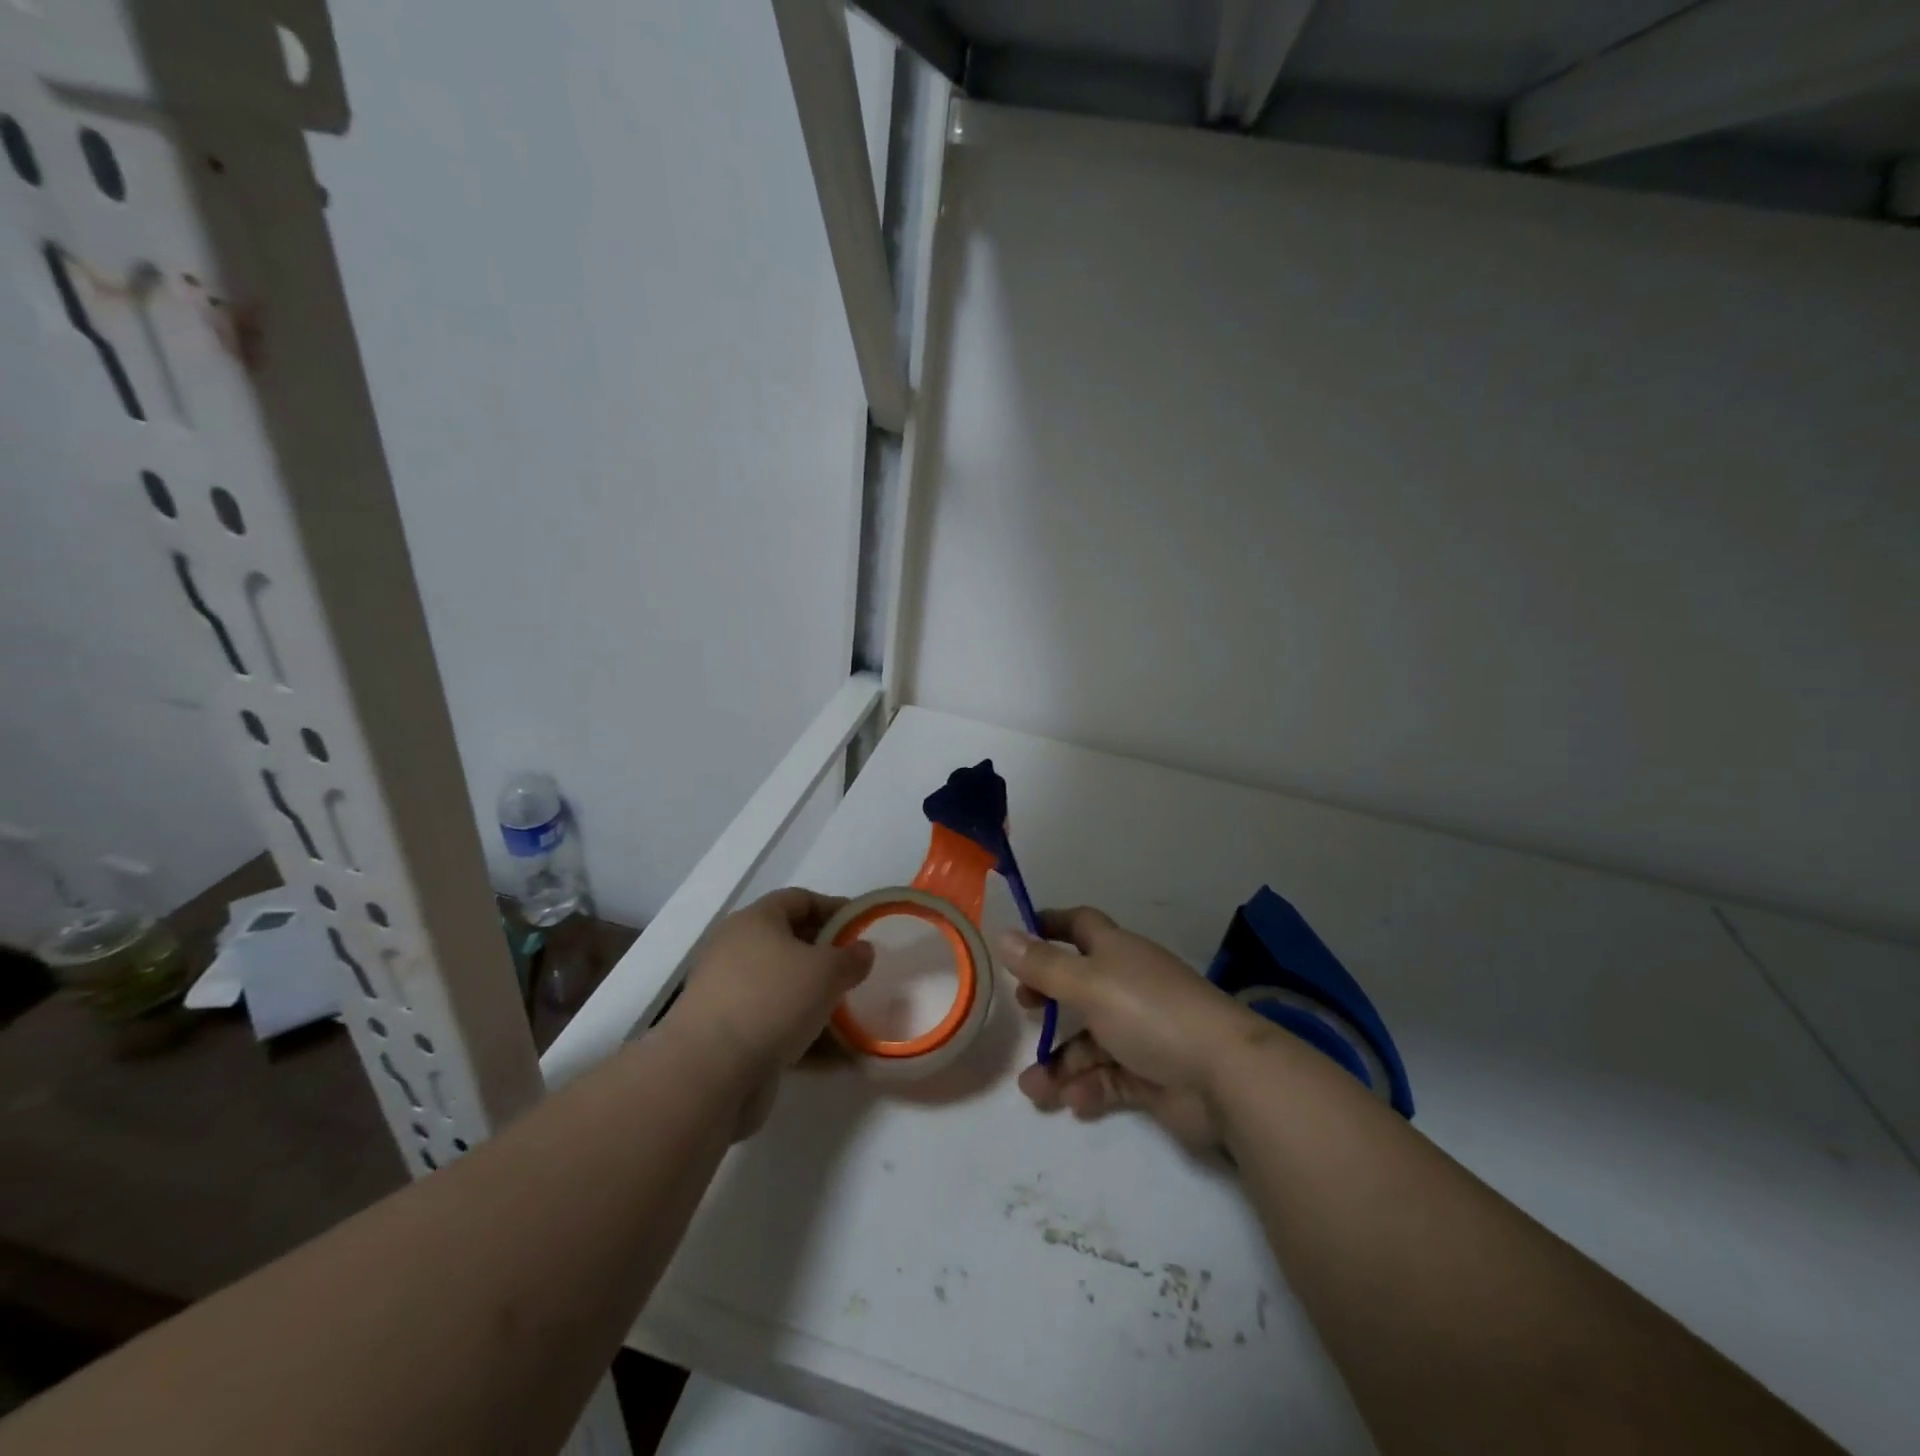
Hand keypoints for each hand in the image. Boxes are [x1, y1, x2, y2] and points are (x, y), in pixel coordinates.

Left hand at [669, 889, 873, 1135]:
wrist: (709, 1072)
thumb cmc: (772, 1000)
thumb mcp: (826, 971)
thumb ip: (851, 957)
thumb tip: (862, 950)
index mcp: (755, 921)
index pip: (799, 900)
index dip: (834, 908)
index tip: (863, 927)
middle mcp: (737, 951)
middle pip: (790, 944)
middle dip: (827, 958)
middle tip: (858, 972)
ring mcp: (730, 995)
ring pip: (785, 989)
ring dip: (818, 1002)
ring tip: (854, 1017)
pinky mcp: (729, 1036)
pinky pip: (776, 1026)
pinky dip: (804, 1037)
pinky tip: (836, 1057)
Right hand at [1001, 907, 1273, 1153]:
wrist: (1223, 1075)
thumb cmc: (1149, 1012)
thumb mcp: (1088, 983)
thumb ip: (1043, 965)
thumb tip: (1003, 935)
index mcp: (1117, 953)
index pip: (1080, 925)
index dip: (1050, 924)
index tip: (1018, 934)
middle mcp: (1127, 986)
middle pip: (1078, 986)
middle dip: (1047, 999)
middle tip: (1022, 1010)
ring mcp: (1141, 1031)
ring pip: (1088, 1042)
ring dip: (1059, 1062)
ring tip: (1034, 1090)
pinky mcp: (1151, 1075)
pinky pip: (1109, 1078)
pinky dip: (1088, 1087)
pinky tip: (1074, 1101)